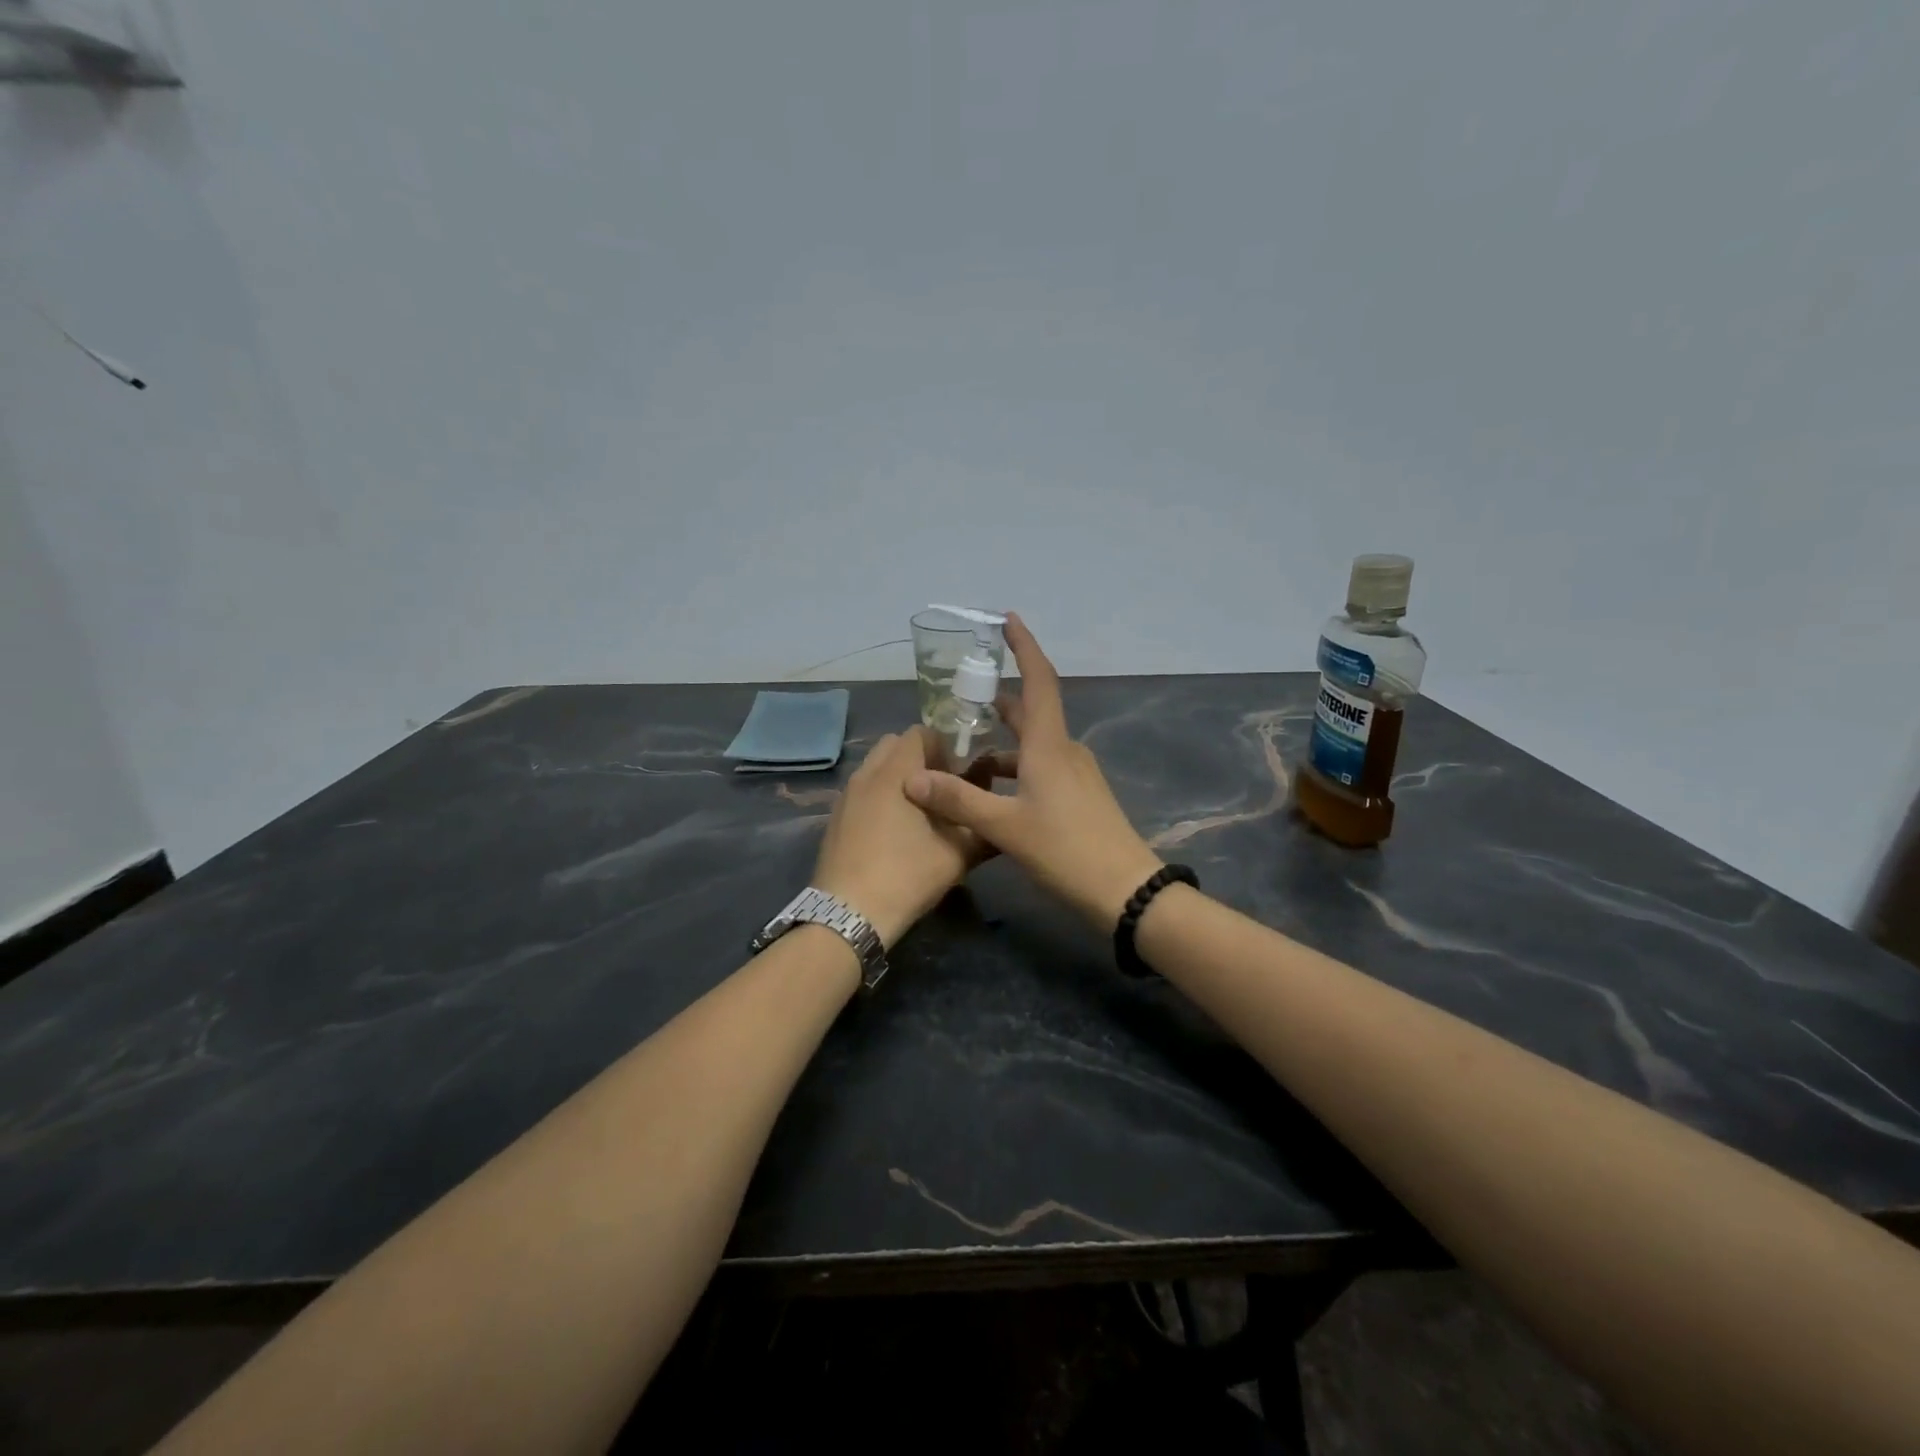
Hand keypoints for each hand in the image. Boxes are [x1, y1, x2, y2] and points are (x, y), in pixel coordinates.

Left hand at [811, 726, 991, 946]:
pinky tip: (894, 831)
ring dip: (899, 777)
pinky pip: (863, 790)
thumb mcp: (957, 855)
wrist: (848, 914)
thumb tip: (999, 813)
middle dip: (921, 758)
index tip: (960, 774)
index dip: (944, 747)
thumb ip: (983, 828)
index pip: (920, 733)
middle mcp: (866, 774)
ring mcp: (846, 796)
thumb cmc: (906, 875)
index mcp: (895, 772)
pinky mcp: (836, 818)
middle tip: (942, 789)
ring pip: (876, 768)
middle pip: (895, 745)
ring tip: (920, 811)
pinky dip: (881, 796)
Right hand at [904, 614, 1163, 929]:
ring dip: (1002, 743)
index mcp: (1049, 745)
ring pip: (1033, 744)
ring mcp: (1076, 774)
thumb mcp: (1005, 827)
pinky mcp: (1080, 797)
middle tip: (963, 697)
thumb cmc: (1067, 850)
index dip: (1024, 647)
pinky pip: (1041, 768)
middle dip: (999, 701)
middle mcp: (1065, 750)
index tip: (1008, 620)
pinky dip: (1015, 768)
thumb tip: (912, 779)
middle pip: (1031, 712)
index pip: (1039, 680)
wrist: (1126, 890)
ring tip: (964, 751)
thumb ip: (958, 800)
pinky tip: (992, 791)